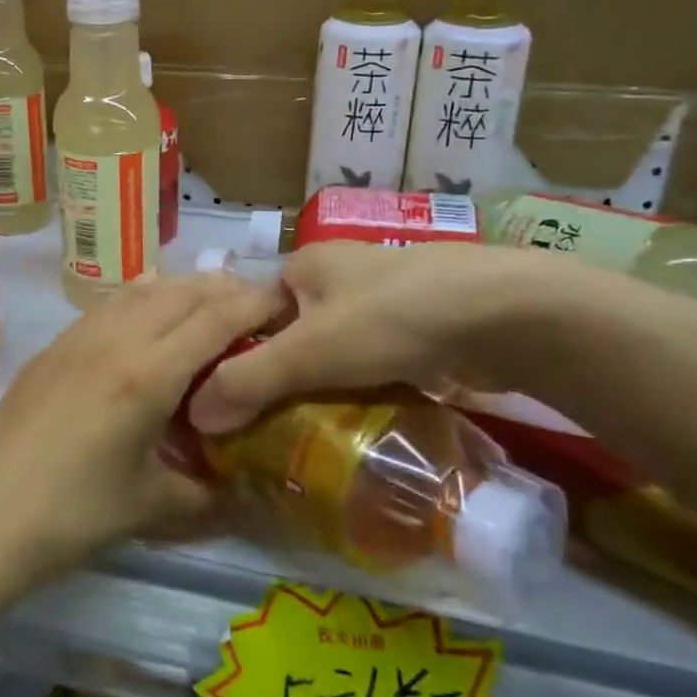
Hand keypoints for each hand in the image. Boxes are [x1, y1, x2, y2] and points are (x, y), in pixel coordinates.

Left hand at [0, 273, 287, 582]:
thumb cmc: (76, 513)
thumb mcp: (154, 506)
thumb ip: (208, 493)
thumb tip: (243, 493)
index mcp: (149, 374)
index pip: (215, 319)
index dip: (254, 304)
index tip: (285, 303)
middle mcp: (116, 340)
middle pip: (181, 293)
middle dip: (224, 289)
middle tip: (253, 302)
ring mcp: (79, 337)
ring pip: (141, 290)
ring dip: (181, 287)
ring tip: (207, 298)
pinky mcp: (54, 347)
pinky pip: (108, 304)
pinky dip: (140, 296)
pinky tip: (146, 309)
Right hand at [186, 240, 570, 433]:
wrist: (504, 313)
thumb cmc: (390, 318)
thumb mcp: (309, 352)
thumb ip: (248, 381)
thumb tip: (192, 416)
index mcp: (304, 264)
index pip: (250, 311)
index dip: (235, 355)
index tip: (228, 403)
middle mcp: (338, 274)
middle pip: (292, 332)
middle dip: (280, 376)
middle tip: (264, 427)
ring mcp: (382, 297)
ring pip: (332, 348)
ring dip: (321, 385)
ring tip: (304, 432)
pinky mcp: (417, 324)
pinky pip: (369, 359)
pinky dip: (359, 386)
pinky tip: (356, 419)